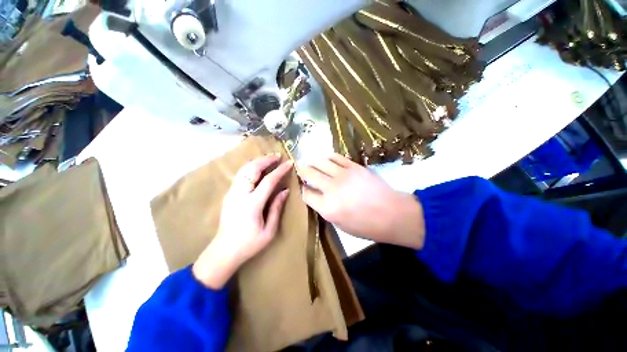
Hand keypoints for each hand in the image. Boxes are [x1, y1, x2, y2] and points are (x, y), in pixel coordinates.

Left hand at [193, 154, 292, 288]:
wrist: (223, 251)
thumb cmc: (249, 244)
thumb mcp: (269, 230)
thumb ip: (277, 208)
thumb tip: (285, 190)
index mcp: (252, 205)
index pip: (268, 181)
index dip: (280, 170)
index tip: (289, 163)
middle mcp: (240, 195)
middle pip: (252, 169)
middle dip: (266, 160)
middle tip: (278, 156)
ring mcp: (232, 193)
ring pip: (244, 169)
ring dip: (257, 161)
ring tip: (269, 159)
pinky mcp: (229, 194)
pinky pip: (240, 175)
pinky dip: (251, 167)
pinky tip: (258, 167)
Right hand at [298, 154, 424, 249]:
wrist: (392, 214)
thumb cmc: (365, 225)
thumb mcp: (339, 224)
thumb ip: (324, 209)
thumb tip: (316, 196)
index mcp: (327, 208)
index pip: (306, 194)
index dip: (302, 189)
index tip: (303, 187)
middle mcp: (332, 189)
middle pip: (309, 174)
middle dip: (302, 171)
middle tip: (301, 171)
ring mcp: (343, 175)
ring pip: (320, 162)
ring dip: (313, 163)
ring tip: (312, 164)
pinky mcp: (354, 166)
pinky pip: (336, 157)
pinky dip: (327, 158)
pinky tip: (326, 160)